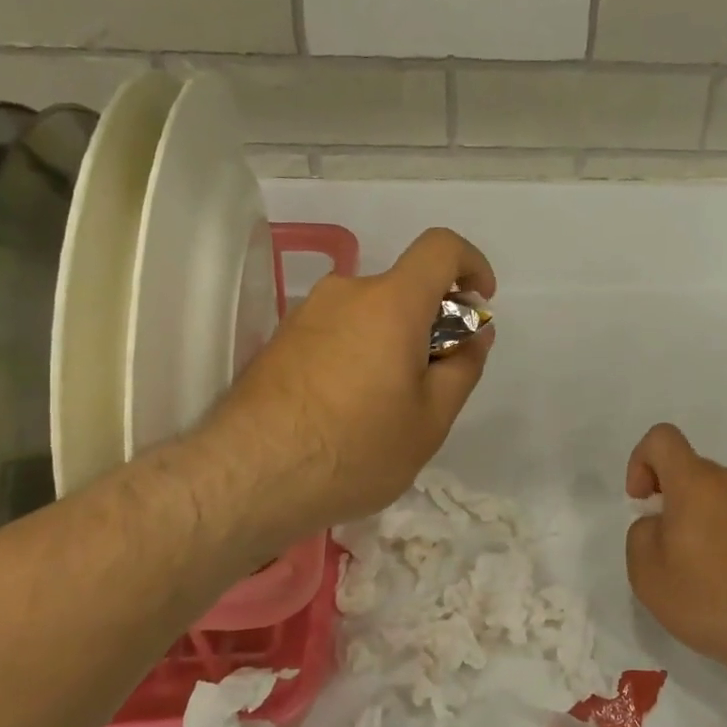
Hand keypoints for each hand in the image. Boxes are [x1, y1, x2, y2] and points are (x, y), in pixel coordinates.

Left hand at [202, 228, 495, 549]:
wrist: (248, 477)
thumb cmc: (355, 449)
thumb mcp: (430, 420)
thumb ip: (462, 367)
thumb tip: (475, 334)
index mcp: (391, 303)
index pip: (441, 249)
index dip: (471, 265)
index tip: (478, 303)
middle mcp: (344, 293)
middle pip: (403, 289)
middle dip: (430, 323)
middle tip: (432, 384)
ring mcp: (304, 315)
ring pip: (368, 314)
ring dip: (391, 343)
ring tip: (386, 408)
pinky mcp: (279, 341)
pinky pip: (336, 332)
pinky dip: (357, 354)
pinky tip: (347, 411)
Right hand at [625, 424, 726, 688]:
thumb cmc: (706, 595)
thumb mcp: (645, 569)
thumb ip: (641, 533)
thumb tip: (660, 525)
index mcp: (696, 481)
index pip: (662, 438)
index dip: (641, 461)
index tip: (641, 501)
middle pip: (689, 470)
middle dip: (668, 497)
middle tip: (662, 546)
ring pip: (714, 496)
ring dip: (695, 519)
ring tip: (691, 569)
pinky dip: (720, 537)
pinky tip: (720, 581)